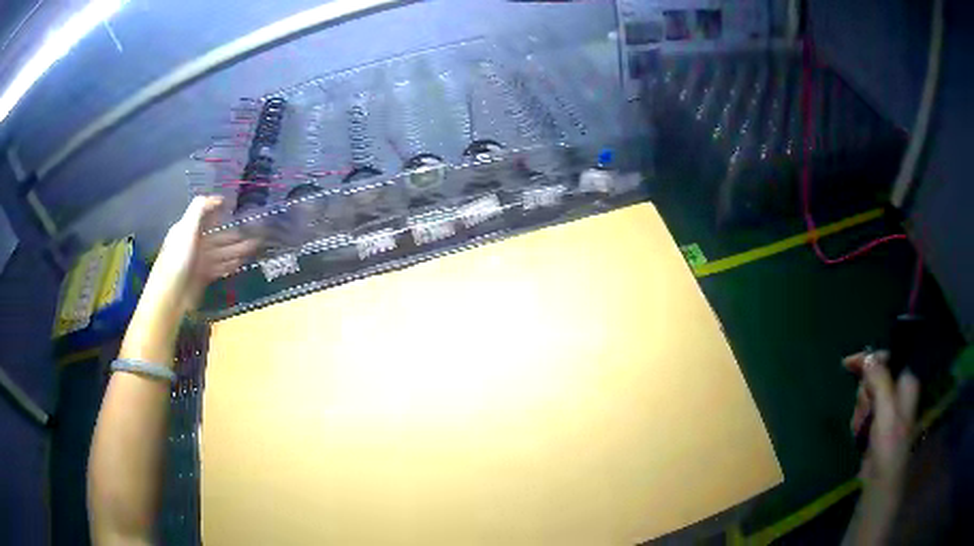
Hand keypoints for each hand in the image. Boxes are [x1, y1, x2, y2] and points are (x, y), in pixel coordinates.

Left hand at [147, 196, 259, 314]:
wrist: (171, 294)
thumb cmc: (178, 259)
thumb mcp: (186, 228)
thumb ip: (200, 209)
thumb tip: (218, 198)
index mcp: (189, 229)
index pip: (207, 217)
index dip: (220, 212)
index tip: (236, 208)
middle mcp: (195, 243)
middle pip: (218, 237)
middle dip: (236, 235)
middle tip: (256, 234)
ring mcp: (200, 262)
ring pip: (222, 253)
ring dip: (237, 250)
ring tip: (254, 248)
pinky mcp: (204, 277)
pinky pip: (220, 268)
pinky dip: (231, 265)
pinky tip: (241, 263)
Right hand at [844, 351, 919, 489]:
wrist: (880, 483)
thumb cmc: (888, 446)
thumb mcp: (886, 412)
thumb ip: (880, 381)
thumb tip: (868, 356)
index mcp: (906, 383)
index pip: (888, 358)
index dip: (870, 359)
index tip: (848, 364)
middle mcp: (898, 392)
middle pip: (874, 378)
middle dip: (864, 394)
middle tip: (864, 412)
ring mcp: (888, 409)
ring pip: (867, 396)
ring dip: (860, 411)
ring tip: (862, 429)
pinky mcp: (877, 424)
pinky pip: (864, 413)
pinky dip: (858, 422)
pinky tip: (860, 435)